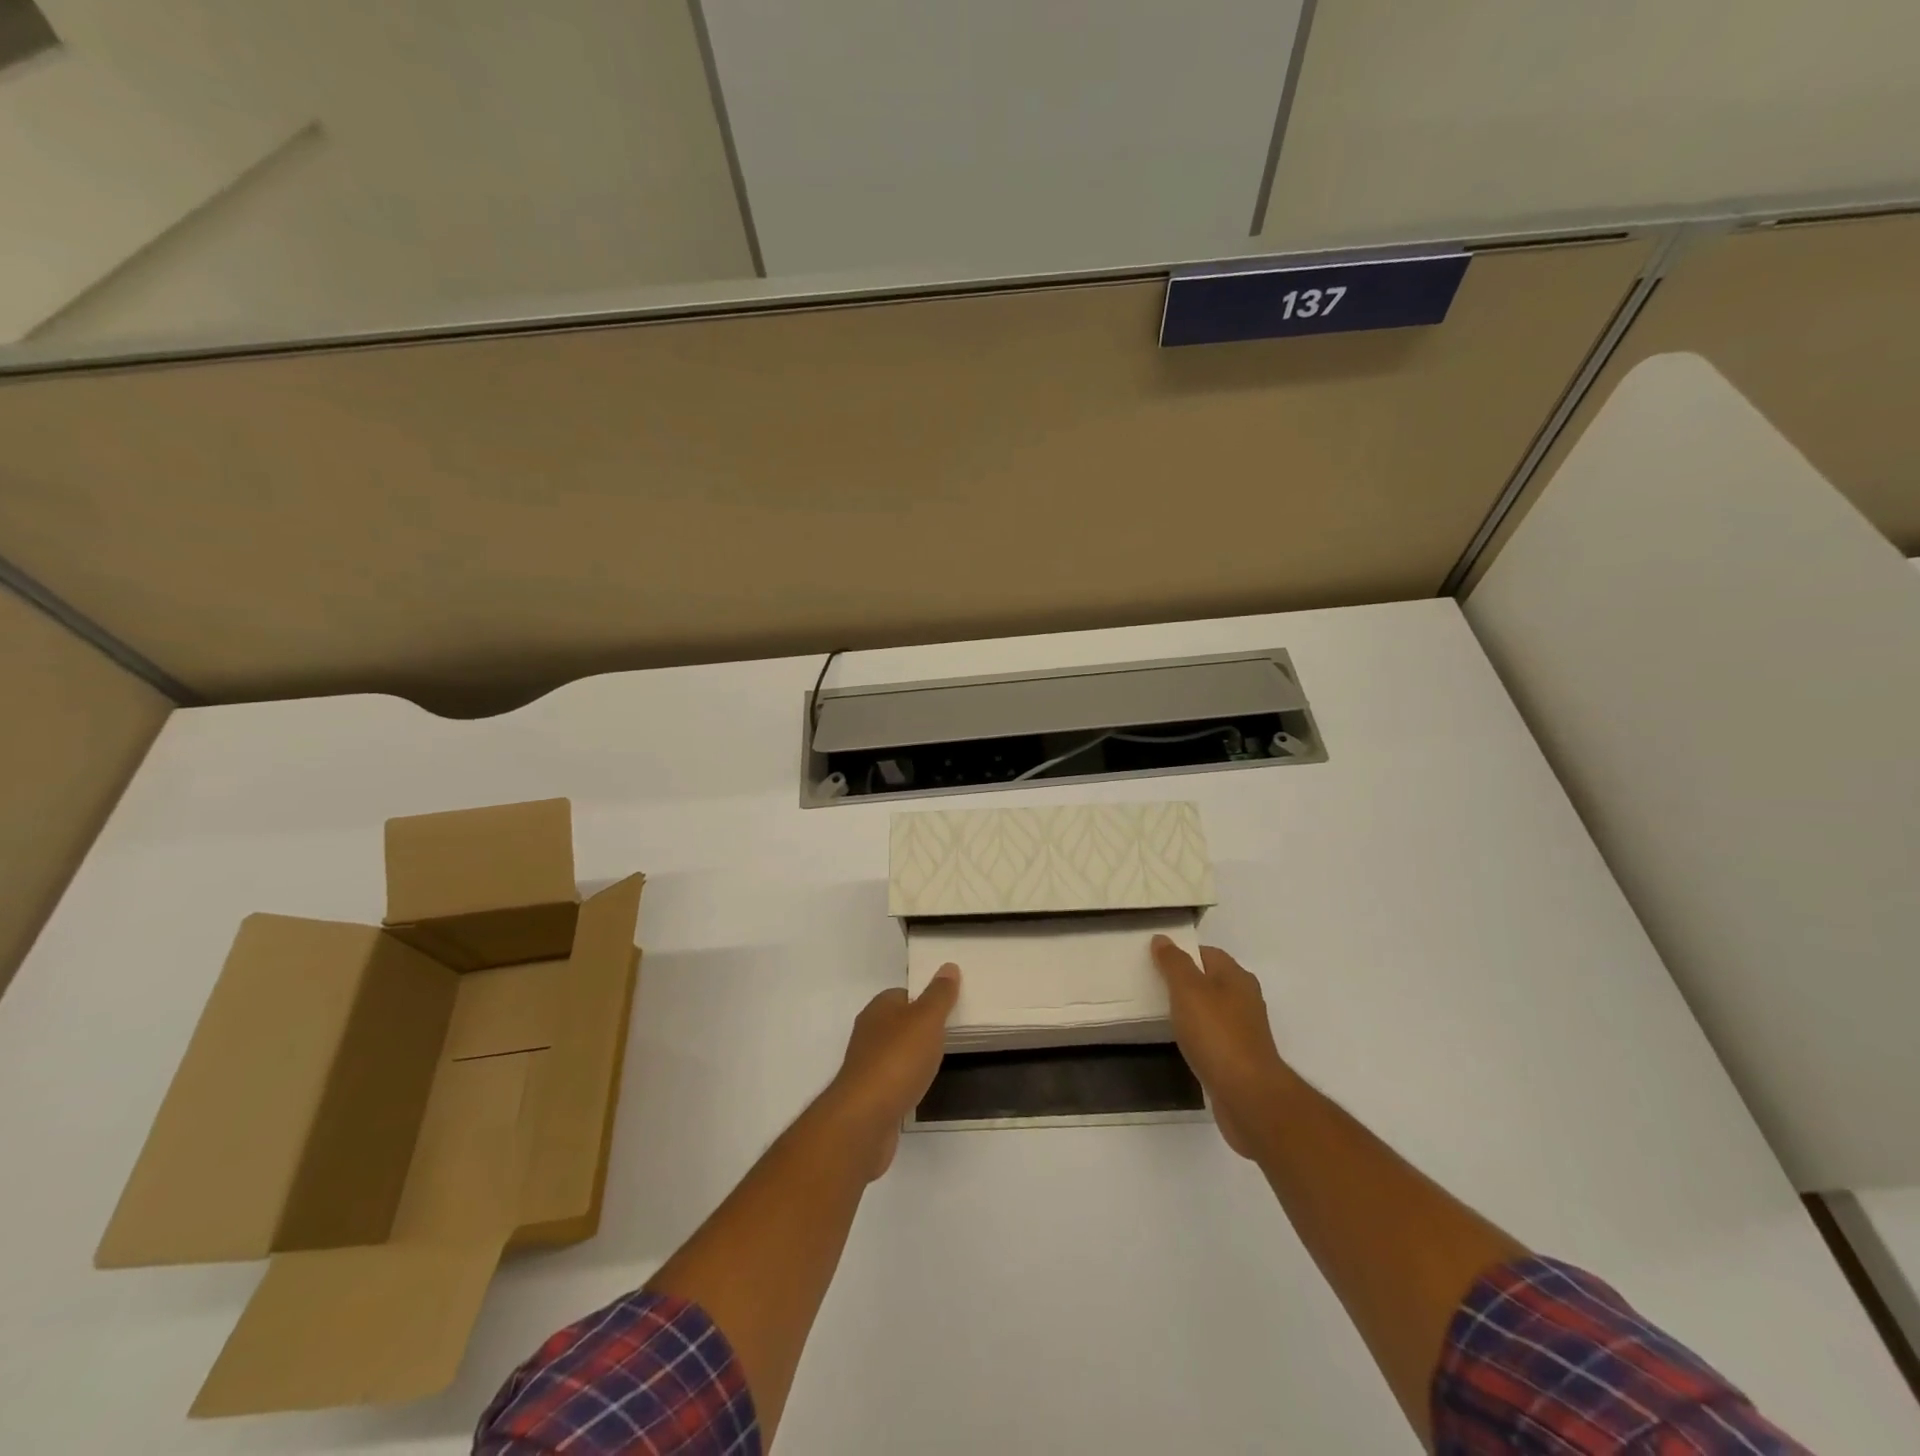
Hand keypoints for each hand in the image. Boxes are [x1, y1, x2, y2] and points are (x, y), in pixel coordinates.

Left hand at [821, 964, 959, 1179]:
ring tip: (940, 1062)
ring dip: (914, 1057)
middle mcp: (868, 1033)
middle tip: (950, 1035)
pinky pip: (893, 1080)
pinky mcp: (869, 1095)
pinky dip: (907, 1082)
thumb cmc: (898, 1060)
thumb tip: (948, 966)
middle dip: (921, 1028)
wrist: (865, 1118)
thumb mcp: (926, 1020)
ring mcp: (866, 1065)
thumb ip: (939, 995)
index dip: (926, 999)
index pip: (903, 994)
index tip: (949, 1008)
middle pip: (899, 1023)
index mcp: (878, 1008)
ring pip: (896, 1052)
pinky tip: (921, 1089)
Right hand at [1150, 937, 1292, 1158]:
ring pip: (1210, 1010)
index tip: (1153, 960)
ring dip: (1189, 1010)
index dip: (1181, 953)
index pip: (1206, 953)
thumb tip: (1162, 939)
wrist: (1248, 1096)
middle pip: (1209, 980)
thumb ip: (1174, 963)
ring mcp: (1244, 1031)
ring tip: (1160, 1013)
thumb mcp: (1188, 990)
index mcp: (1236, 977)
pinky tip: (1180, 1043)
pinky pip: (1212, 1036)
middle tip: (1151, 985)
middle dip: (1183, 982)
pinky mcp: (1239, 1058)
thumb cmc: (1216, 1034)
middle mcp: (1244, 999)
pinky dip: (1196, 1036)